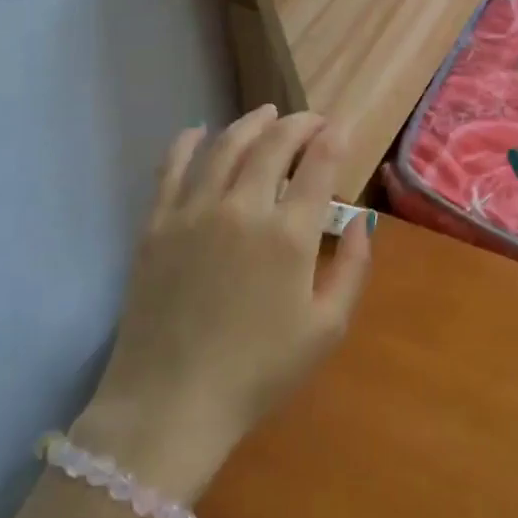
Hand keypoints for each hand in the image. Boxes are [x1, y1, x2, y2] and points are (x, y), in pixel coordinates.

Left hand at [74, 106, 372, 502]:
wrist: (171, 403)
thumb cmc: (258, 372)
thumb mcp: (326, 330)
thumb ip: (352, 268)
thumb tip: (360, 220)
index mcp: (289, 235)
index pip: (318, 164)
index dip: (333, 138)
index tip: (340, 127)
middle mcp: (242, 208)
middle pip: (274, 144)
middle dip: (298, 124)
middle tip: (310, 120)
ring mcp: (194, 211)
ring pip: (226, 146)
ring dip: (251, 123)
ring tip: (266, 114)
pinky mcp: (157, 223)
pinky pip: (172, 168)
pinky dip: (187, 142)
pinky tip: (198, 131)